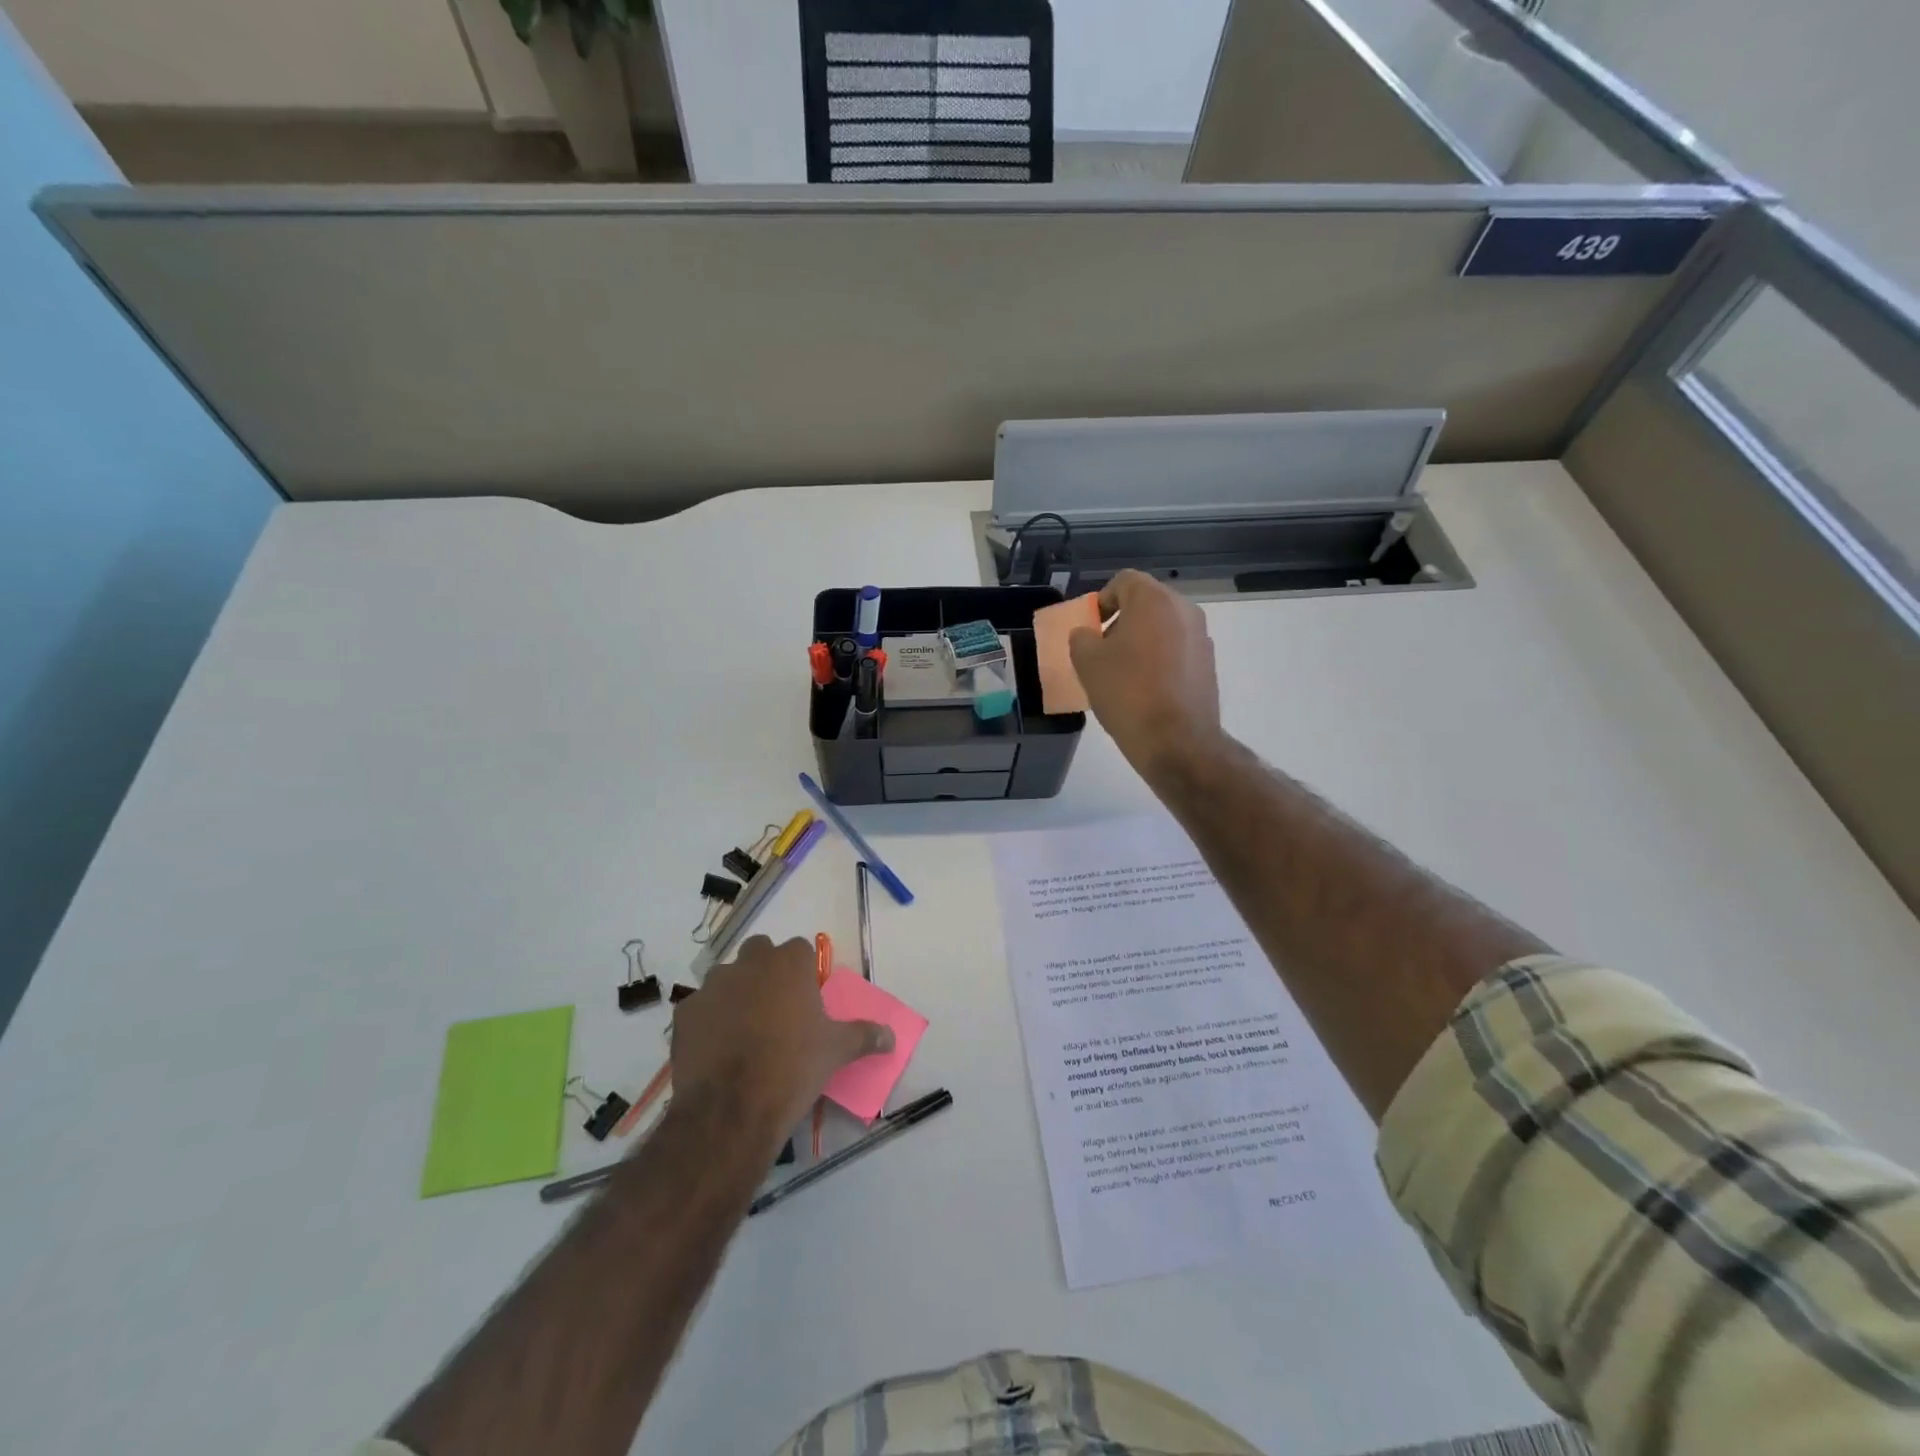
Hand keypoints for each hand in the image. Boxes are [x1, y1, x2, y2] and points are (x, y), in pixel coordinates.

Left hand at [670, 937, 893, 1147]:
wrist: (731, 1110)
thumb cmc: (792, 1068)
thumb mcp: (836, 1052)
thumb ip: (864, 1036)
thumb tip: (891, 1036)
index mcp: (788, 964)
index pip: (798, 949)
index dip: (803, 971)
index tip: (806, 998)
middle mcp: (749, 964)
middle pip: (759, 952)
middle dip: (767, 971)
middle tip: (777, 1008)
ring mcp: (712, 986)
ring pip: (727, 977)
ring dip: (736, 992)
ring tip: (745, 1031)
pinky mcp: (684, 1013)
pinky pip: (701, 1008)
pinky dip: (709, 1021)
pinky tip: (717, 1049)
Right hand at [1068, 569, 1222, 782]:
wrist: (1176, 741)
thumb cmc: (1127, 693)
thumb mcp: (1087, 663)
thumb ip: (1081, 638)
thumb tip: (1088, 634)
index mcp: (1154, 600)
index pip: (1124, 581)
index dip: (1102, 600)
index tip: (1090, 627)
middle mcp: (1184, 610)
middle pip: (1146, 602)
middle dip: (1122, 620)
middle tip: (1103, 649)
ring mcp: (1201, 637)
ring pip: (1163, 627)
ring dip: (1142, 640)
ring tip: (1123, 672)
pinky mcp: (1208, 664)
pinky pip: (1177, 649)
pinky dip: (1159, 659)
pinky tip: (1145, 688)